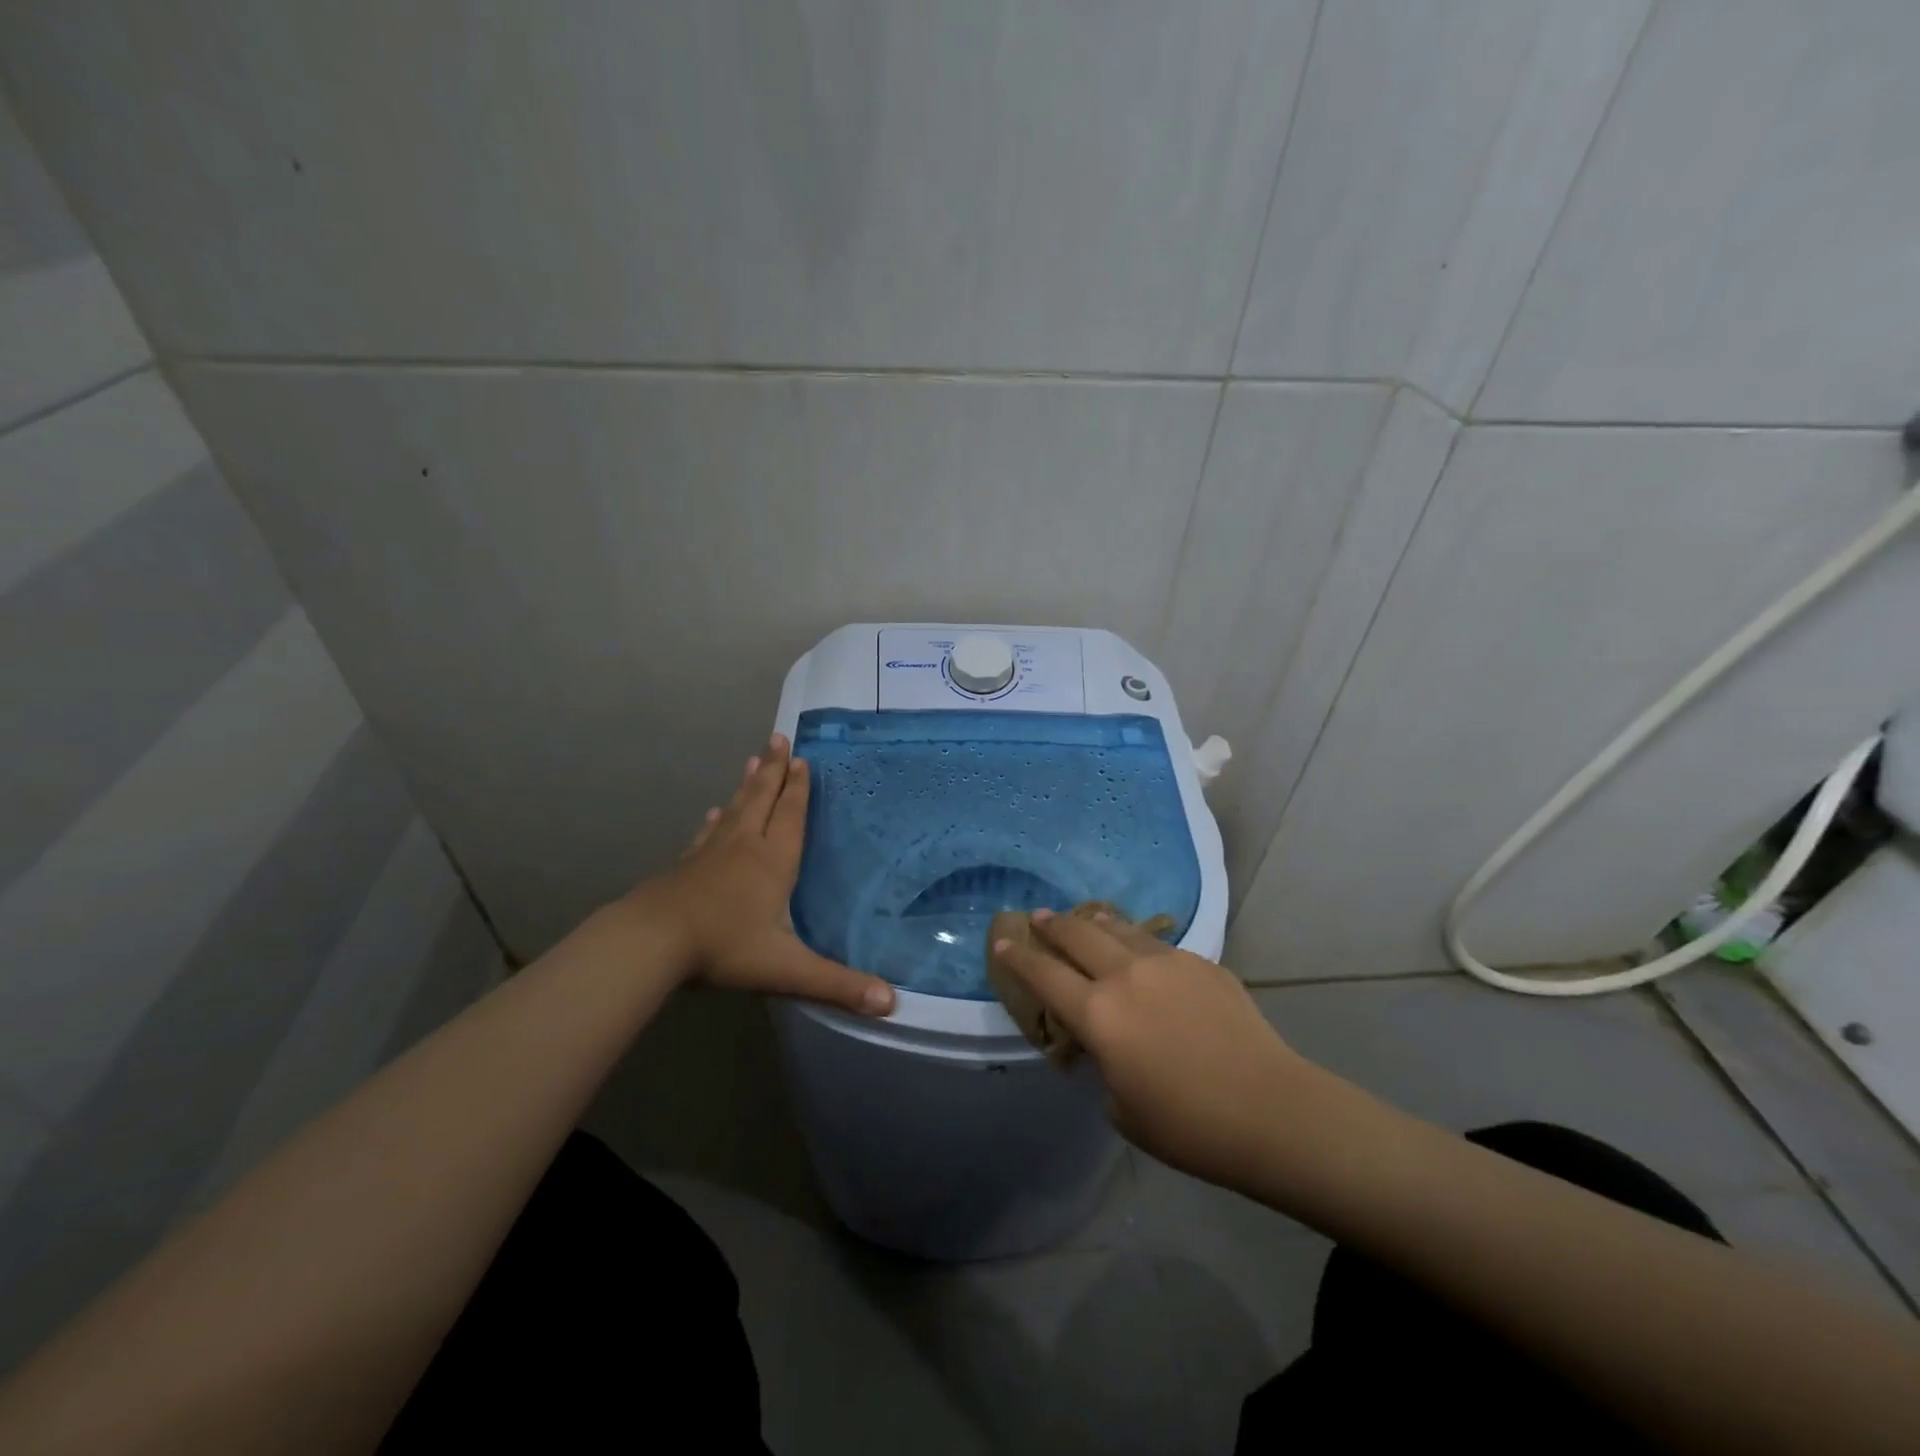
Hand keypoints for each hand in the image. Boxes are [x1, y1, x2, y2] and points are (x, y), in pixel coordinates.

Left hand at [628, 734, 894, 1016]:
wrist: (652, 941)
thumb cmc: (725, 948)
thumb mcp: (787, 968)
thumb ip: (838, 985)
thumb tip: (892, 1004)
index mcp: (773, 861)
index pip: (790, 815)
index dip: (798, 788)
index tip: (801, 759)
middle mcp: (744, 847)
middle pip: (762, 799)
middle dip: (773, 770)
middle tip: (777, 738)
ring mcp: (710, 853)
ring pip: (734, 809)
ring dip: (746, 784)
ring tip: (751, 760)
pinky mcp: (685, 866)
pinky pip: (706, 834)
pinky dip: (714, 819)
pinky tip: (712, 813)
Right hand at [992, 910, 1305, 1188]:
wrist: (1270, 1110)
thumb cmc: (1187, 1126)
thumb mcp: (1122, 1107)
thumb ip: (1104, 1062)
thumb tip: (1106, 1041)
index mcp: (1099, 1014)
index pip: (1044, 975)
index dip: (1019, 957)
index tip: (1002, 940)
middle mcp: (1126, 975)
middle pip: (1078, 935)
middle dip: (1053, 925)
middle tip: (1039, 917)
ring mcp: (1167, 963)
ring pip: (1119, 928)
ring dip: (1094, 921)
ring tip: (1084, 918)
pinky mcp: (1201, 962)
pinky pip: (1157, 944)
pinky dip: (1136, 942)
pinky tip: (1140, 950)